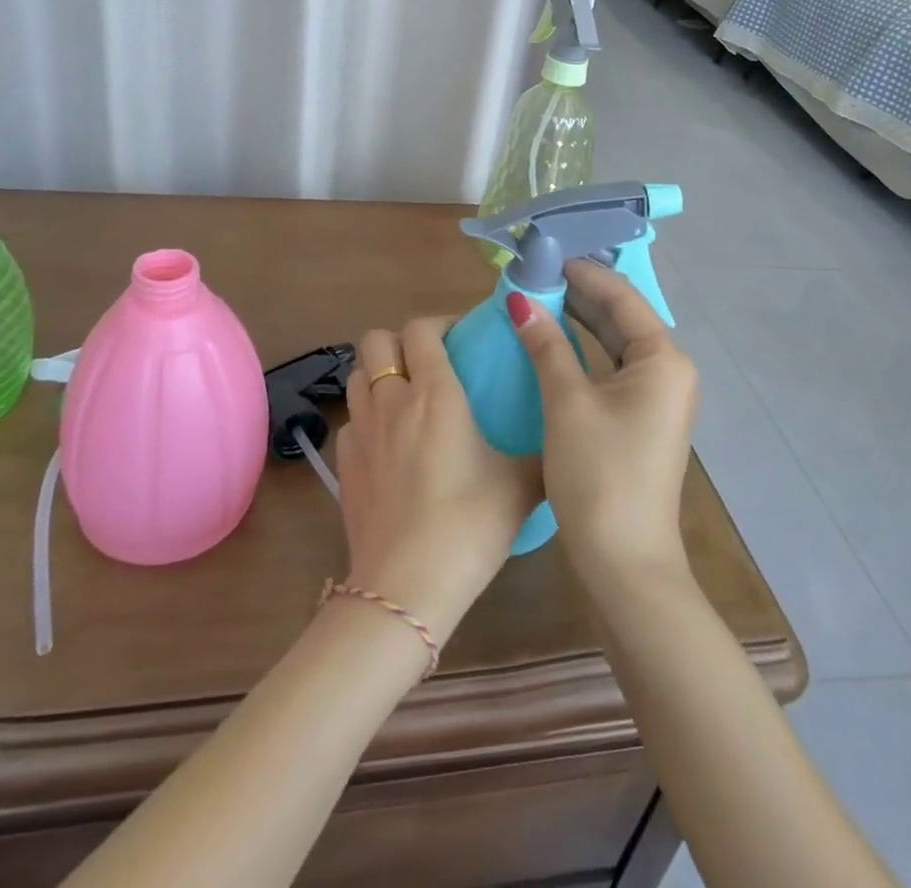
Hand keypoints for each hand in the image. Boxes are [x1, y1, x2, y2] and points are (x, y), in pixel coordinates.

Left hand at [334, 318, 543, 641]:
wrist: (406, 587)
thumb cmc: (469, 526)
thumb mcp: (521, 487)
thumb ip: (543, 452)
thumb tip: (567, 438)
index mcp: (435, 393)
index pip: (421, 329)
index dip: (441, 324)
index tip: (463, 339)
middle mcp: (391, 400)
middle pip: (376, 339)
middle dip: (400, 341)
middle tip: (430, 364)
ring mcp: (360, 431)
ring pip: (357, 375)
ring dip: (379, 374)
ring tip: (407, 399)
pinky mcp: (343, 463)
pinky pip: (350, 419)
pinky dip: (367, 417)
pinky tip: (388, 444)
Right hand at [509, 261, 698, 594]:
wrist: (625, 562)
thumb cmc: (599, 474)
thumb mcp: (567, 402)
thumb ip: (546, 345)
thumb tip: (520, 301)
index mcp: (662, 359)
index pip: (620, 297)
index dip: (582, 272)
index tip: (543, 253)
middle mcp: (667, 370)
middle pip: (620, 317)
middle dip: (578, 294)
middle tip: (532, 273)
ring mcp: (656, 397)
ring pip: (613, 342)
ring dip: (578, 321)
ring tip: (536, 298)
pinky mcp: (640, 418)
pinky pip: (610, 368)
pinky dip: (582, 351)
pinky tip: (551, 342)